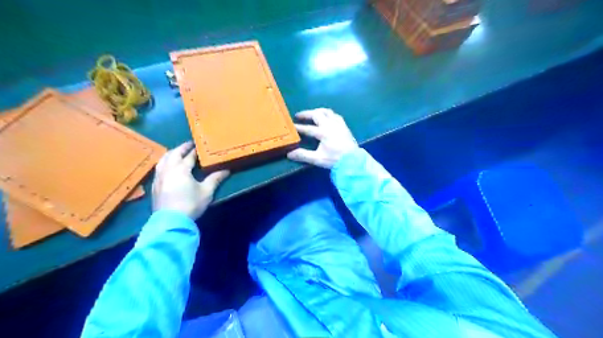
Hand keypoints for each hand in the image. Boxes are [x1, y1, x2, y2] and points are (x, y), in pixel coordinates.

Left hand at [152, 142, 230, 218]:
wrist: (171, 221)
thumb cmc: (190, 204)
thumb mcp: (206, 192)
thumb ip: (215, 179)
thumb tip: (227, 170)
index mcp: (181, 169)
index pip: (189, 156)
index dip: (195, 150)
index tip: (200, 145)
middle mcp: (168, 169)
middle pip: (174, 154)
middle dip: (182, 148)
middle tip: (189, 144)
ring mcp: (159, 177)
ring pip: (163, 159)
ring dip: (171, 153)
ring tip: (177, 152)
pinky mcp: (155, 185)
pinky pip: (158, 167)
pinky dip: (164, 162)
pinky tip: (167, 166)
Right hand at [288, 108, 357, 168]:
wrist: (353, 160)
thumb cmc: (335, 160)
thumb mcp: (318, 159)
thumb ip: (303, 155)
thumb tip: (289, 154)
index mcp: (323, 132)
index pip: (307, 128)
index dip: (298, 127)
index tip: (291, 126)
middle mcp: (330, 125)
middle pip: (316, 114)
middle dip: (306, 114)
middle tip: (298, 116)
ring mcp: (338, 124)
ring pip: (326, 112)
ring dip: (317, 111)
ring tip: (311, 114)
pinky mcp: (344, 125)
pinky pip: (334, 115)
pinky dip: (327, 114)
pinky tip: (326, 118)